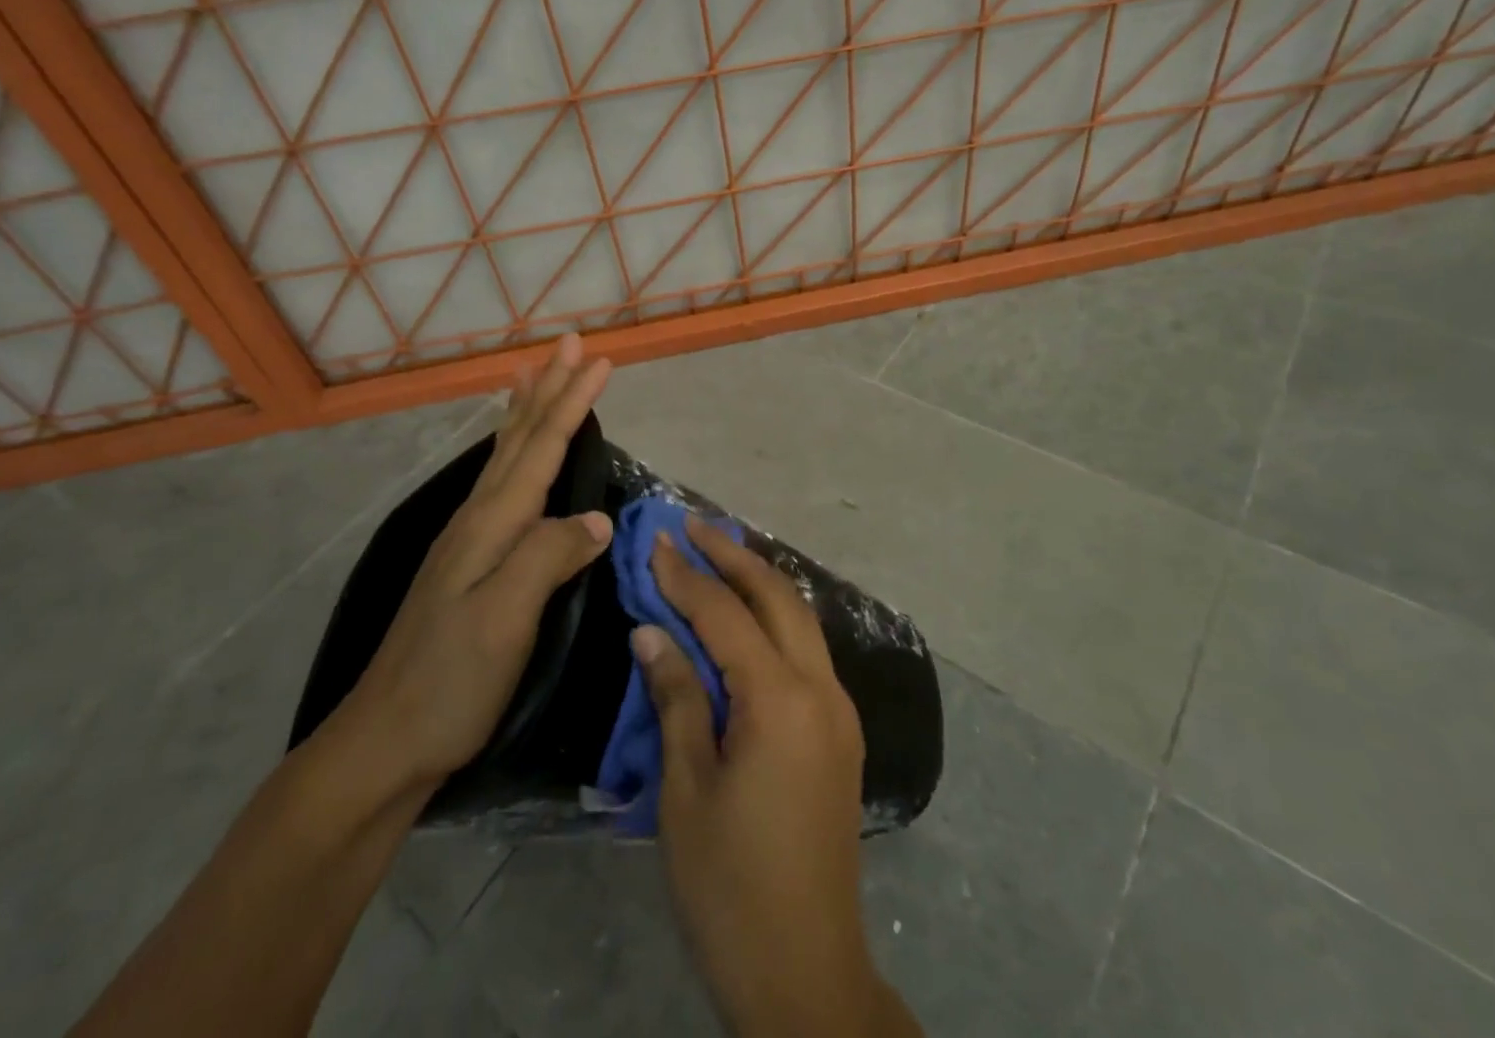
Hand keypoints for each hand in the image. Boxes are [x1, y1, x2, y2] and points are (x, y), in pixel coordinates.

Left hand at [336, 334, 612, 806]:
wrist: (384, 744)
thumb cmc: (450, 683)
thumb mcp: (504, 622)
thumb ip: (547, 559)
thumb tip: (595, 519)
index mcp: (491, 526)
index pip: (541, 448)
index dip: (573, 402)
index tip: (601, 360)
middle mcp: (477, 520)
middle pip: (519, 439)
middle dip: (549, 388)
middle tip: (570, 343)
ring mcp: (468, 540)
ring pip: (504, 456)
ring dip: (526, 410)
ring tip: (534, 373)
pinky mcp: (468, 563)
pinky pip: (500, 484)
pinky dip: (512, 450)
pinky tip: (513, 456)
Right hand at [637, 521, 920, 1037]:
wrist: (805, 969)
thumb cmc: (729, 884)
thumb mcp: (686, 790)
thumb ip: (676, 697)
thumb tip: (653, 630)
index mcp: (780, 699)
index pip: (725, 613)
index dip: (687, 575)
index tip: (656, 540)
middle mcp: (821, 688)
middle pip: (777, 596)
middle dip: (734, 555)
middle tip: (692, 526)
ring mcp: (839, 708)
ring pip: (801, 618)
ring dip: (759, 580)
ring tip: (718, 553)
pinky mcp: (841, 730)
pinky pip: (808, 650)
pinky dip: (776, 618)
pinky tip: (748, 616)